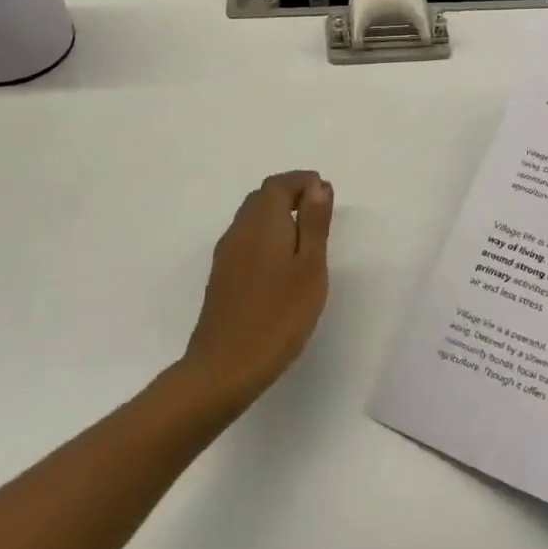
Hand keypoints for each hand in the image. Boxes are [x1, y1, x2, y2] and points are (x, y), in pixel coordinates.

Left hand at [180, 171, 334, 411]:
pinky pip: (245, 240)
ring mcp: (226, 256)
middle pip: (261, 198)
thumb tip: (317, 185)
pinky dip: (266, 236)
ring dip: (277, 215)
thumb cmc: (279, 315)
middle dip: (290, 194)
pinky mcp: (222, 278)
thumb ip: (314, 223)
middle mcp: (239, 231)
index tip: (325, 192)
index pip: (278, 185)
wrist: (225, 367)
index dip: (302, 181)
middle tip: (318, 210)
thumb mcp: (310, 266)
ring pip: (251, 219)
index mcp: (262, 223)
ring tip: (305, 235)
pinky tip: (281, 262)